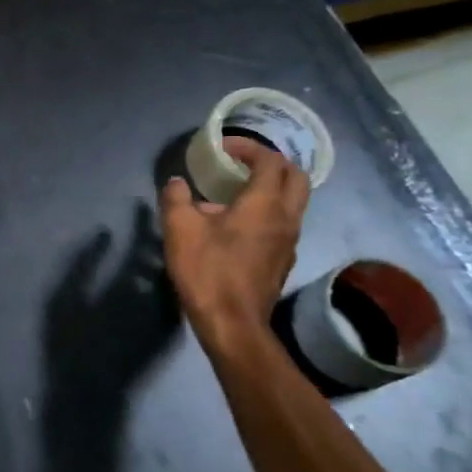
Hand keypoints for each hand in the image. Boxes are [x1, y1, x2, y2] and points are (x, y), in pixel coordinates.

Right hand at [159, 137, 309, 342]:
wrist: (232, 324)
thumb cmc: (207, 270)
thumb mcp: (179, 228)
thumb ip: (176, 198)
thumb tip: (177, 183)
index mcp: (264, 203)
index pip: (270, 160)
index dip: (248, 147)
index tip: (223, 148)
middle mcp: (286, 218)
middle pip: (296, 177)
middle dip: (271, 163)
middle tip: (242, 163)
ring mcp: (290, 241)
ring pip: (294, 201)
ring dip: (273, 187)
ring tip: (239, 190)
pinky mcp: (283, 260)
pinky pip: (284, 223)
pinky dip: (269, 211)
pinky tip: (240, 223)